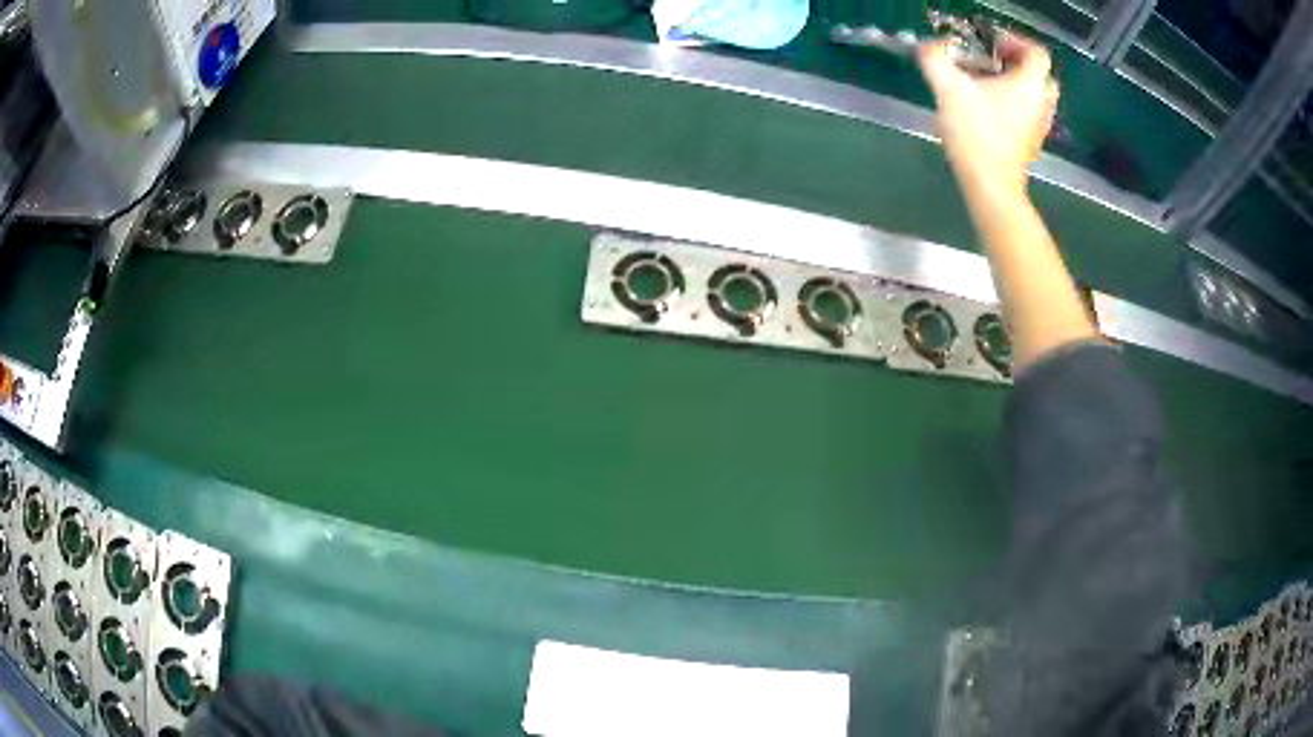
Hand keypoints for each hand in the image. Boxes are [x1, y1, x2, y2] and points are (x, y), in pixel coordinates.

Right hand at [918, 33, 1059, 193]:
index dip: (1015, 41)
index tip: (991, 44)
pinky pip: (1028, 114)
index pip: (1036, 52)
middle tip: (991, 62)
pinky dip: (1013, 105)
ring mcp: (1039, 126)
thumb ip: (935, 59)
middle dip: (1016, 63)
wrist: (991, 186)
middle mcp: (1041, 103)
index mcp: (1029, 84)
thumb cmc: (976, 135)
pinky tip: (988, 109)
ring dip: (1014, 85)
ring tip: (986, 85)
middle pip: (1039, 74)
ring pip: (1034, 95)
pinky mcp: (1031, 143)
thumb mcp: (948, 88)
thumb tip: (929, 47)